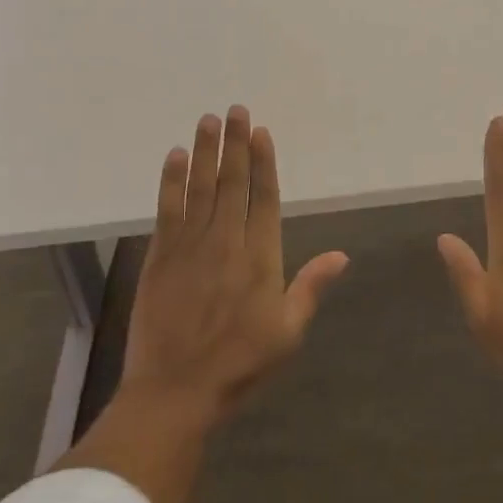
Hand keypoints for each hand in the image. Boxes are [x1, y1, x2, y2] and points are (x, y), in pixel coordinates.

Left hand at [122, 106, 348, 426]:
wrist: (175, 392)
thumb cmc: (239, 365)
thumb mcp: (288, 333)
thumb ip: (311, 287)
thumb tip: (342, 255)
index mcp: (260, 258)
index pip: (263, 198)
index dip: (263, 162)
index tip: (261, 132)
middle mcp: (226, 242)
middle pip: (232, 182)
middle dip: (235, 144)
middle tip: (236, 110)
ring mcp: (190, 247)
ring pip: (200, 187)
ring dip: (205, 151)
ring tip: (208, 120)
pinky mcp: (160, 256)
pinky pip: (167, 209)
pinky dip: (171, 181)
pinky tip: (175, 156)